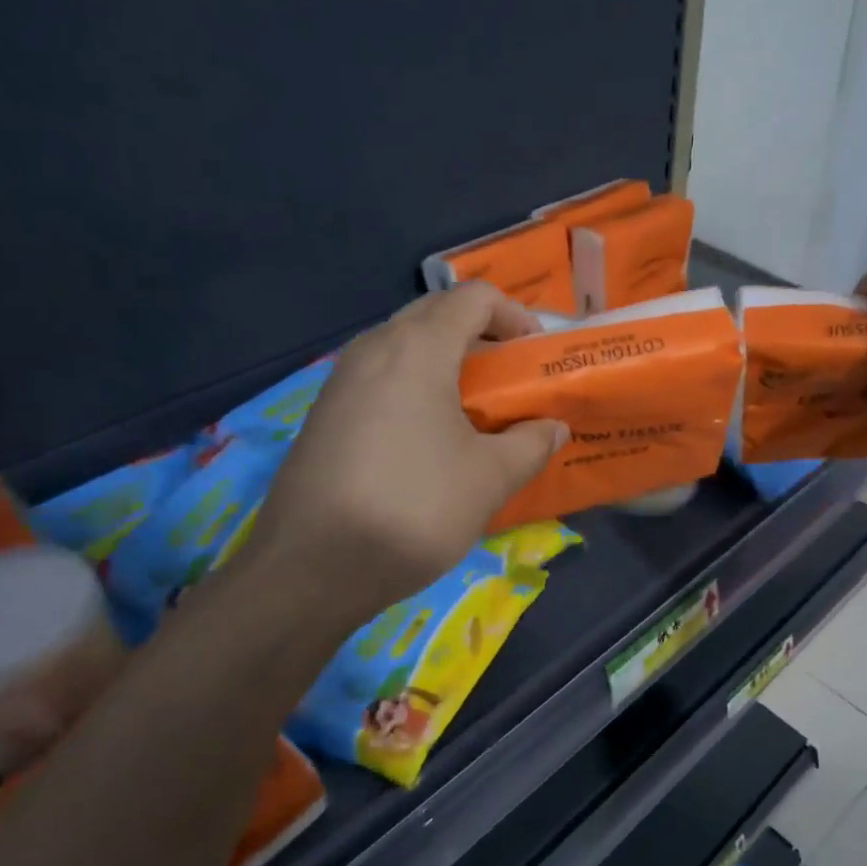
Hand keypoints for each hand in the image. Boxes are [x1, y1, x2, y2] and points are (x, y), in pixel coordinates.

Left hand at [244, 285, 566, 620]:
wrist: (312, 568)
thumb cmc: (414, 508)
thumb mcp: (490, 478)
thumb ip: (532, 444)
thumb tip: (554, 428)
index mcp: (417, 347)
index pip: (474, 298)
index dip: (515, 316)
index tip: (535, 356)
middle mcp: (373, 348)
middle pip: (436, 315)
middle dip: (481, 337)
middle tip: (510, 381)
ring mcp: (341, 380)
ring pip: (404, 347)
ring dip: (446, 364)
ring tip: (475, 411)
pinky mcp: (324, 414)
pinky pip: (380, 378)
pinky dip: (415, 388)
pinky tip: (429, 438)